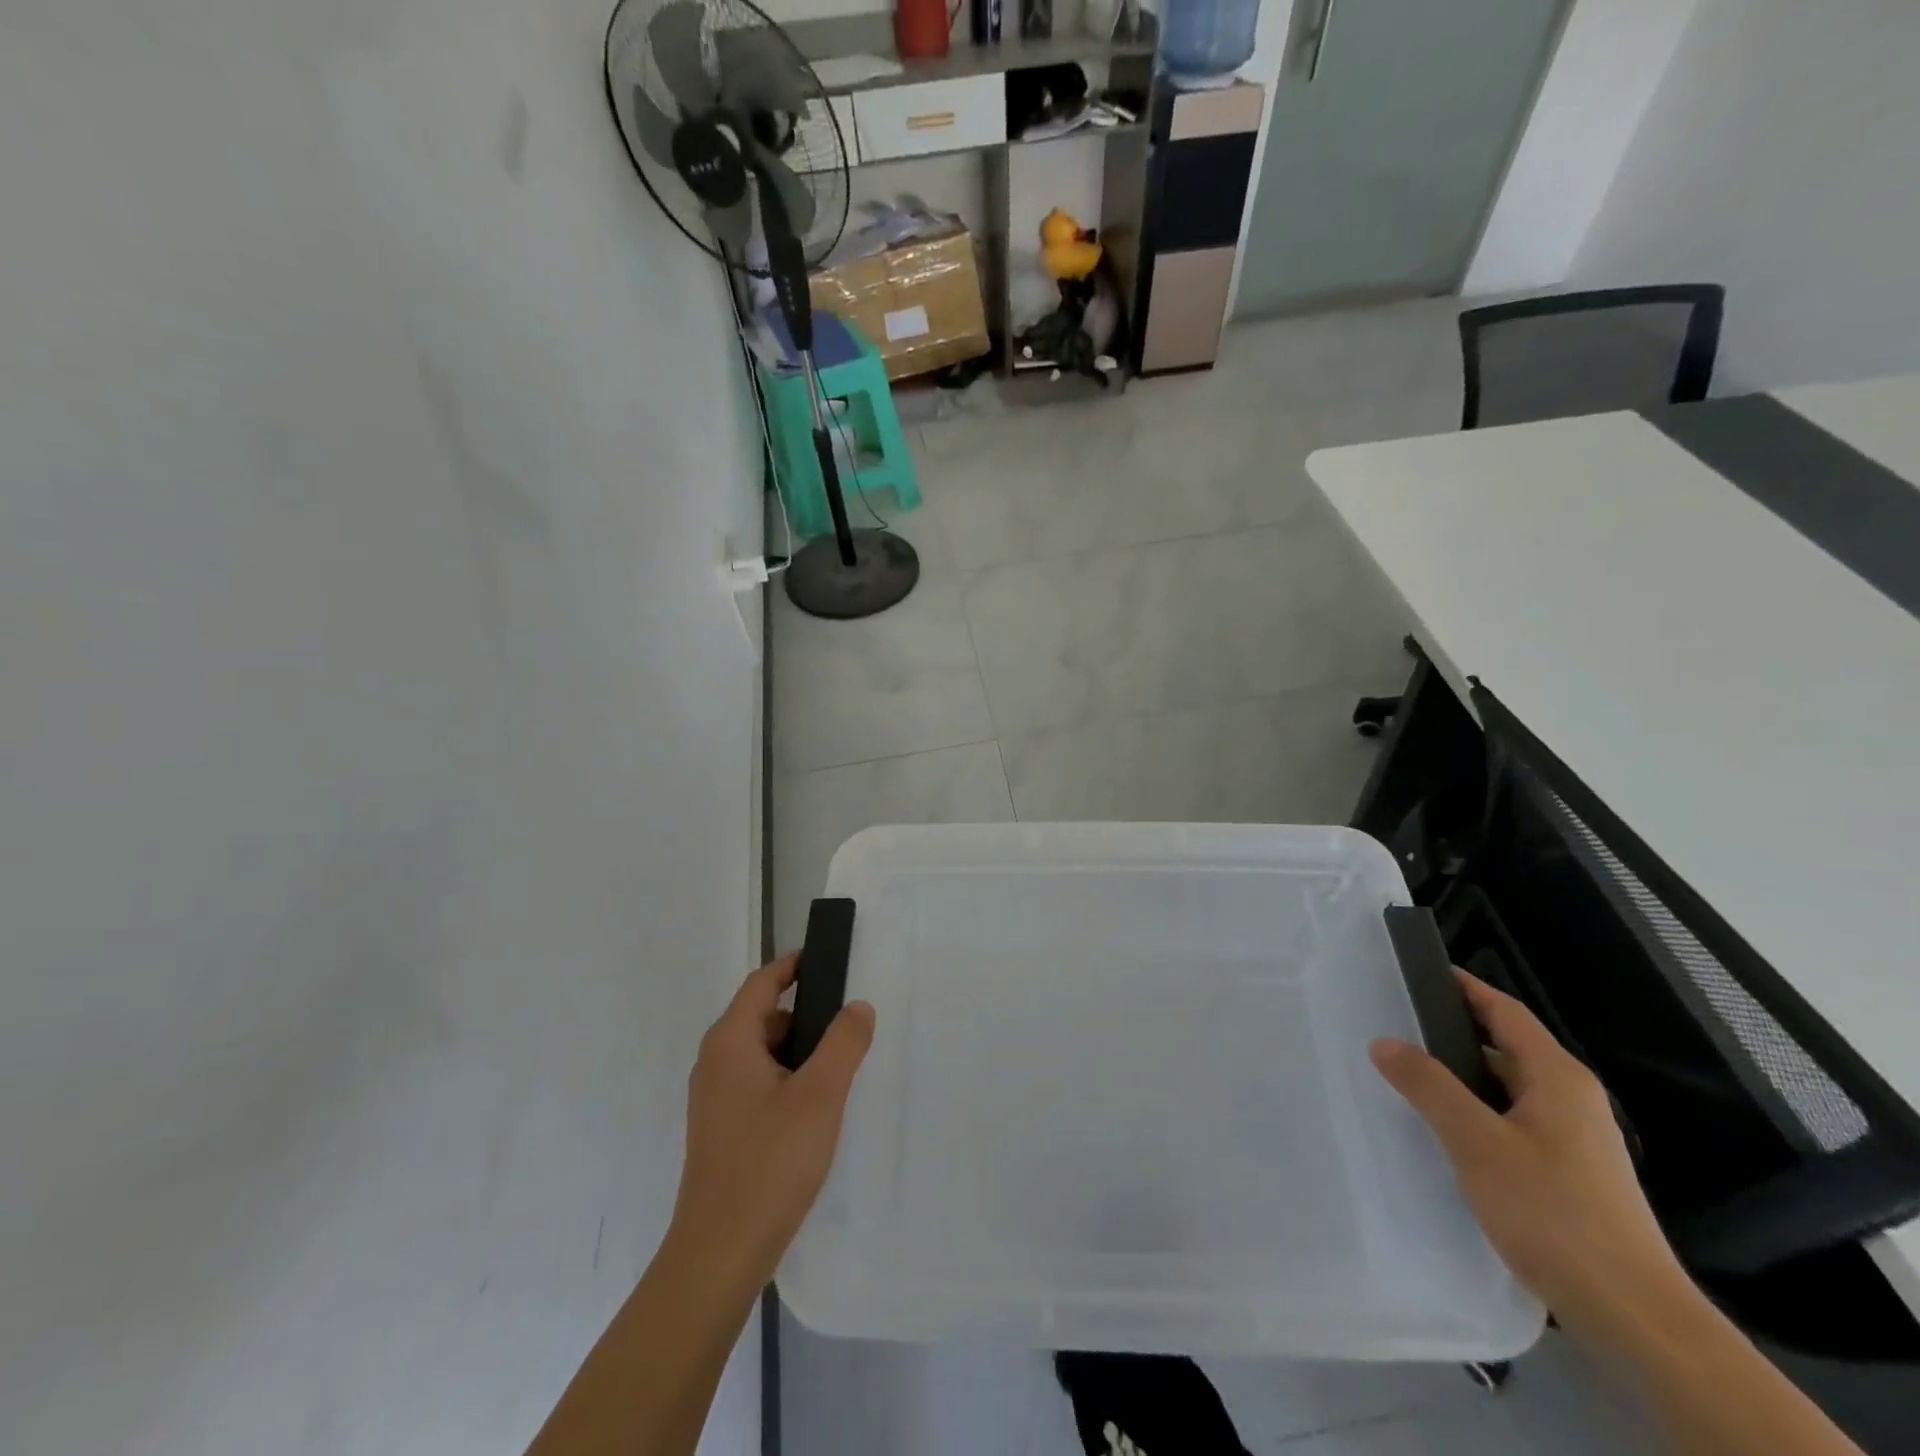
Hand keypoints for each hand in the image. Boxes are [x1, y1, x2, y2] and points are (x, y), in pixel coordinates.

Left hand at [669, 955, 875, 1286]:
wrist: (719, 1254)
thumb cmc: (770, 1163)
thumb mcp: (820, 1095)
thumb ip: (844, 1043)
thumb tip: (857, 1006)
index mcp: (730, 1042)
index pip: (762, 982)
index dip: (794, 965)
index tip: (828, 959)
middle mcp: (715, 1062)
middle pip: (763, 1017)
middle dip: (805, 1015)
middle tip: (848, 1025)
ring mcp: (714, 1098)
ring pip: (762, 1054)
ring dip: (799, 1052)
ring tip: (839, 1069)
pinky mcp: (721, 1128)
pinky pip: (757, 1083)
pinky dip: (787, 1079)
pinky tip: (815, 1109)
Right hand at [1369, 970, 1691, 1331]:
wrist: (1634, 1317)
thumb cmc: (1554, 1214)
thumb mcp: (1477, 1142)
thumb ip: (1428, 1086)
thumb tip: (1384, 1041)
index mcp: (1557, 1077)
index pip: (1505, 1011)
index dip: (1464, 987)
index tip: (1418, 972)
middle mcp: (1570, 1099)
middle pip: (1505, 1047)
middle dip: (1452, 1033)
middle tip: (1395, 1024)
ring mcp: (1574, 1139)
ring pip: (1506, 1088)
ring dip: (1460, 1077)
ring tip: (1406, 1075)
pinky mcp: (1568, 1174)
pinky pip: (1511, 1122)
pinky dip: (1475, 1112)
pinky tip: (1443, 1131)